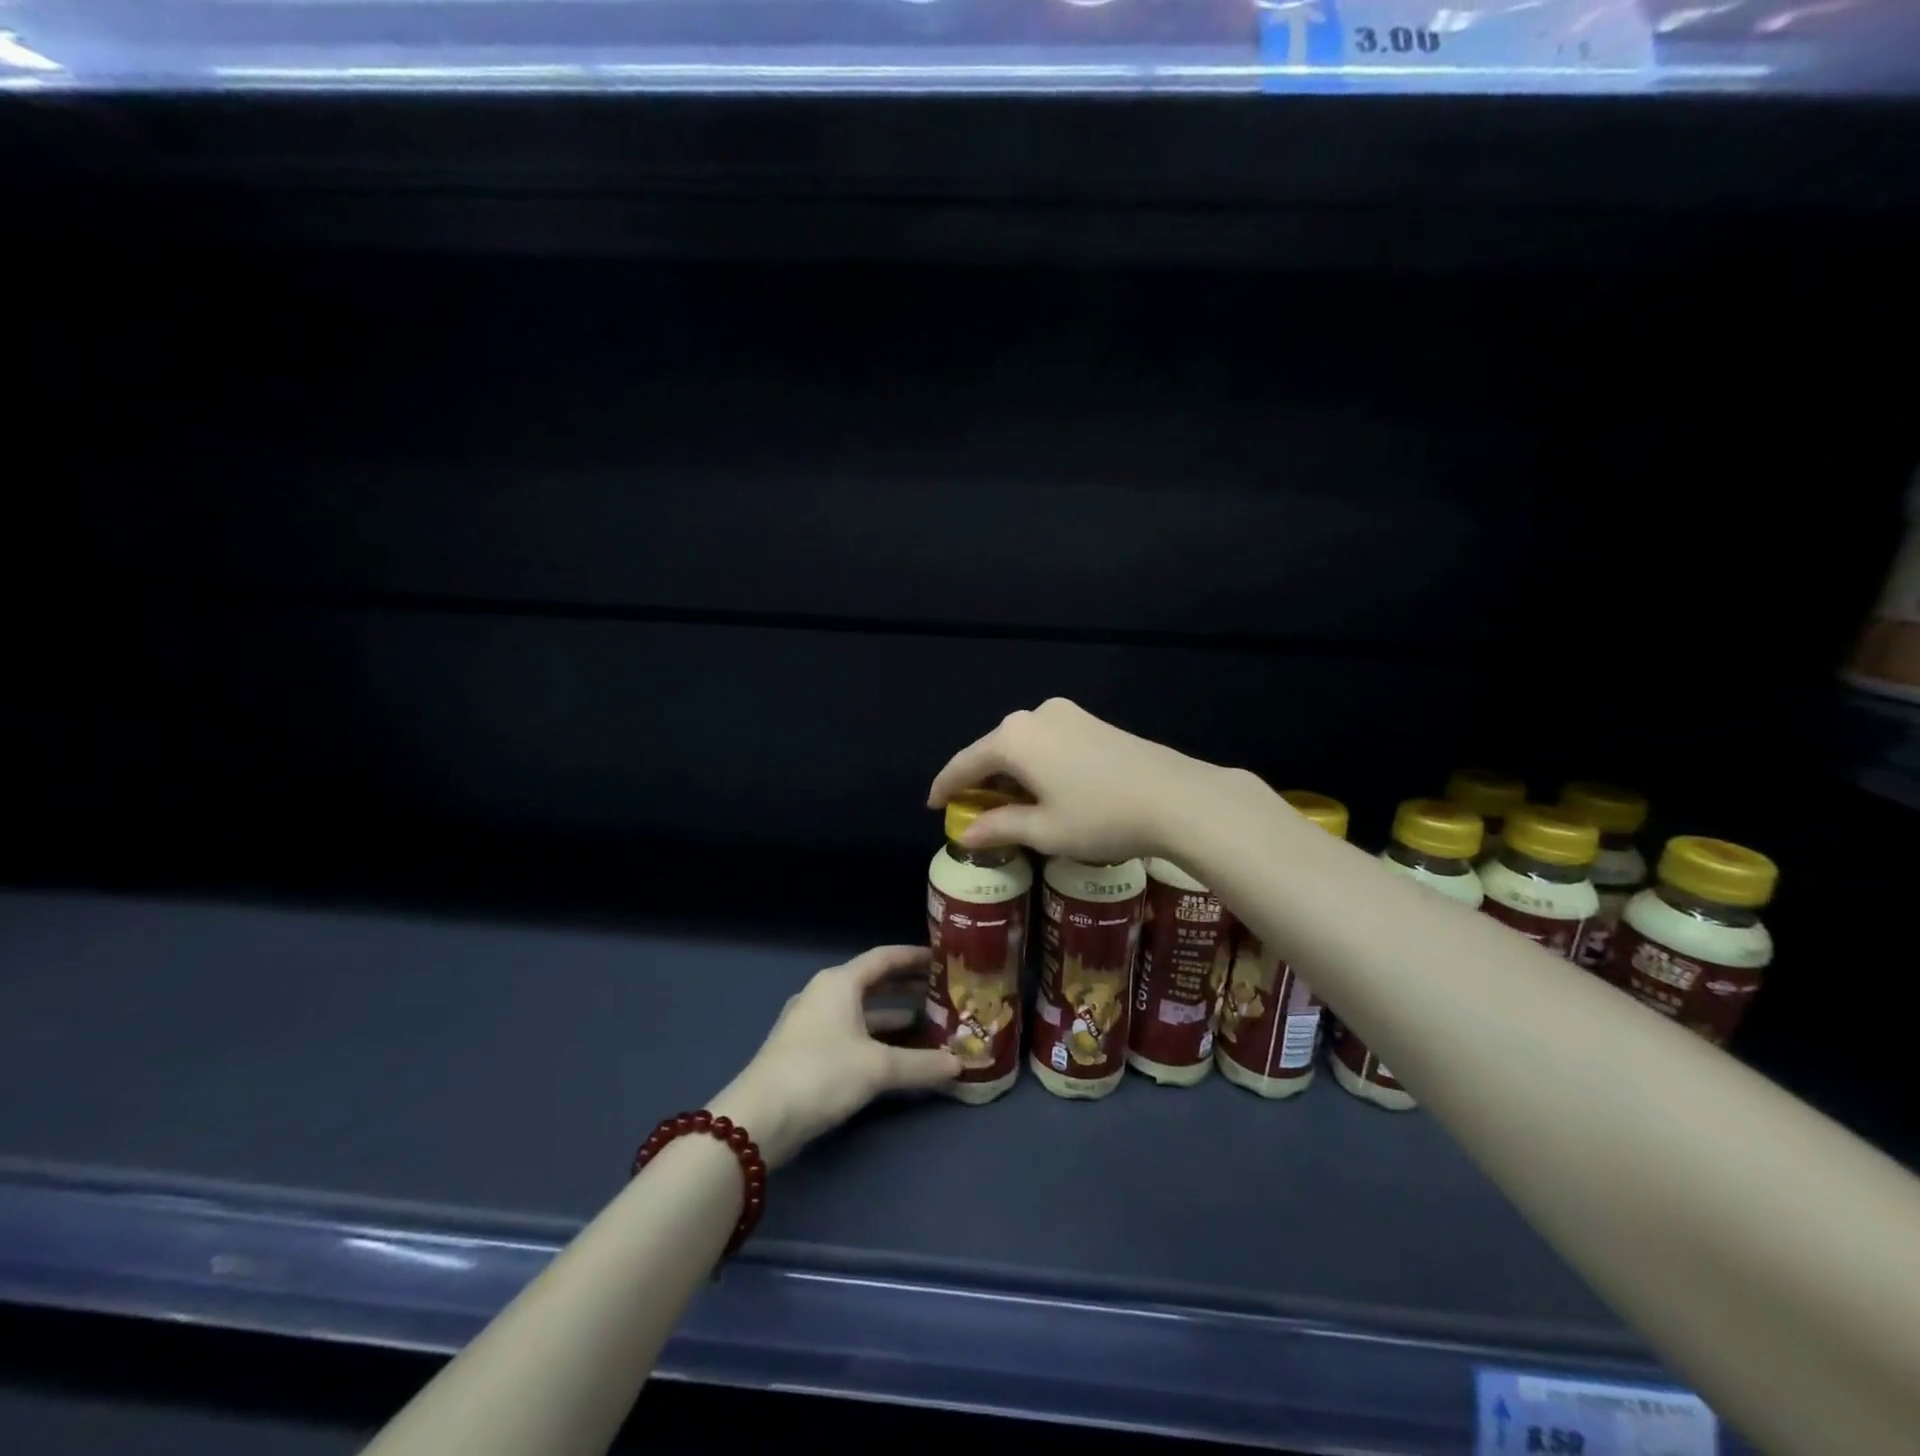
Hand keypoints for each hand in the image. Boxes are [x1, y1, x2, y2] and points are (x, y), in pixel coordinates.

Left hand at [709, 946, 959, 1167]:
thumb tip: (959, 1065)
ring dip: (893, 1017)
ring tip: (929, 1025)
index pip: (884, 958)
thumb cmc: (821, 1074)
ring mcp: (812, 1023)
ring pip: (862, 1011)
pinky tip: (898, 1055)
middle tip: (942, 992)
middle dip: (907, 988)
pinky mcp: (806, 1051)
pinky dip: (875, 1038)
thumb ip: (921, 1065)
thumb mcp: (877, 1068)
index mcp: (839, 983)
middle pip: (873, 983)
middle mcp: (825, 994)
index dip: (914, 957)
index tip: (942, 958)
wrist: (759, 1119)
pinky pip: (850, 1032)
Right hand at [927, 697, 1238, 863]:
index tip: (933, 806)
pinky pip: (1047, 742)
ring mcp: (1066, 714)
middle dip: (980, 781)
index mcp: (1013, 739)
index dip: (945, 787)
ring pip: (1022, 745)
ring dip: (1010, 773)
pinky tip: (1043, 788)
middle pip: (993, 750)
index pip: (965, 763)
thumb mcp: (1044, 831)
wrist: (1177, 797)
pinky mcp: (1091, 721)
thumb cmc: (1101, 817)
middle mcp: (1034, 716)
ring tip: (1008, 805)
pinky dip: (1035, 764)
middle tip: (972, 812)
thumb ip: (1000, 828)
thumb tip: (966, 835)